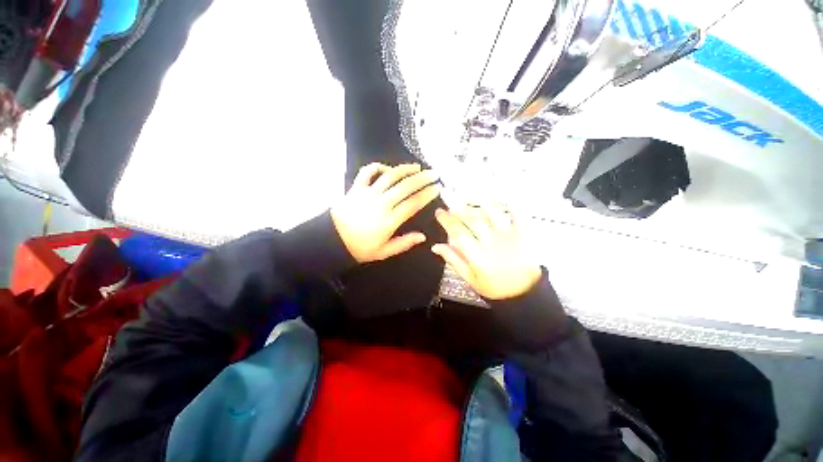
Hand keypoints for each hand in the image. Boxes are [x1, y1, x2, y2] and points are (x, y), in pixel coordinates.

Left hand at [331, 163, 440, 262]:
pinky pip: (367, 172)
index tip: (437, 188)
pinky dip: (378, 167)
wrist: (331, 240)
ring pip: (390, 176)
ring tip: (417, 167)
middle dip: (422, 178)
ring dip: (405, 169)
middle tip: (433, 174)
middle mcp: (381, 203)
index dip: (427, 194)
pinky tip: (387, 168)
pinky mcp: (356, 188)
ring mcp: (368, 193)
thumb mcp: (383, 252)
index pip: (413, 203)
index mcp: (389, 220)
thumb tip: (423, 236)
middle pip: (405, 186)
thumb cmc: (359, 248)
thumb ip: (404, 243)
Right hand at [432, 204, 541, 299]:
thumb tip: (435, 246)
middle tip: (448, 193)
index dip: (447, 220)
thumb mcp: (470, 279)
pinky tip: (499, 196)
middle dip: (457, 204)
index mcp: (478, 257)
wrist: (525, 294)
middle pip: (472, 219)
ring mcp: (510, 237)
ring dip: (479, 200)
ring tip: (469, 191)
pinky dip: (509, 203)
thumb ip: (453, 260)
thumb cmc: (494, 287)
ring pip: (493, 213)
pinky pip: (518, 214)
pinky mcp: (525, 234)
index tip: (439, 211)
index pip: (458, 232)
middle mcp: (492, 244)